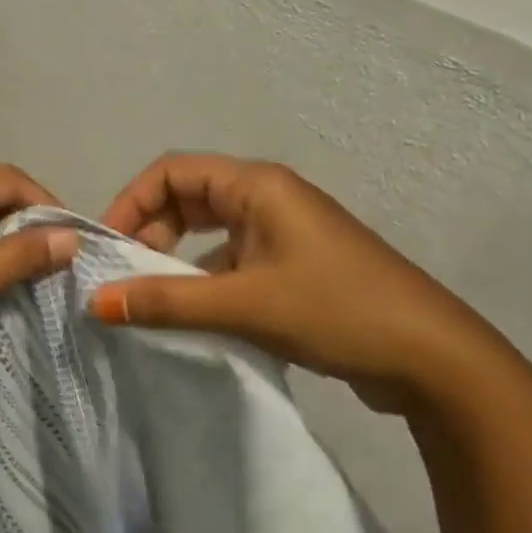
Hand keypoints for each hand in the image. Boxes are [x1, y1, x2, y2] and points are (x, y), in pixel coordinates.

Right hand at [95, 153, 511, 414]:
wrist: (436, 361)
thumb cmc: (337, 310)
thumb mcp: (244, 304)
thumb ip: (165, 301)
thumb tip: (95, 303)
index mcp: (257, 185)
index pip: (172, 171)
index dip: (132, 202)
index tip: (108, 246)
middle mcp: (268, 197)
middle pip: (188, 197)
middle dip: (151, 230)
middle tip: (127, 274)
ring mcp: (284, 231)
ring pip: (210, 231)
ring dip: (177, 258)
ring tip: (154, 297)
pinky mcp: (295, 265)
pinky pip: (233, 258)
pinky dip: (206, 278)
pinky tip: (196, 315)